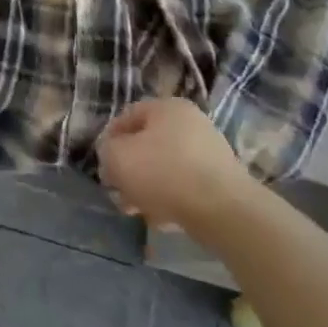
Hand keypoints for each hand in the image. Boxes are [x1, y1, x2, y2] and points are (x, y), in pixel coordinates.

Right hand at [96, 98, 259, 238]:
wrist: (224, 211)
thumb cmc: (164, 173)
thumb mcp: (117, 157)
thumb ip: (107, 151)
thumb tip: (113, 158)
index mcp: (167, 107)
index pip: (127, 116)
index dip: (109, 140)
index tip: (103, 165)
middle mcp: (191, 123)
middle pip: (147, 145)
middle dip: (128, 170)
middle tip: (118, 192)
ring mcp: (209, 153)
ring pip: (165, 168)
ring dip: (146, 188)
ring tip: (136, 211)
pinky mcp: (221, 182)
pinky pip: (185, 187)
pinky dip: (170, 200)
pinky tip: (161, 219)